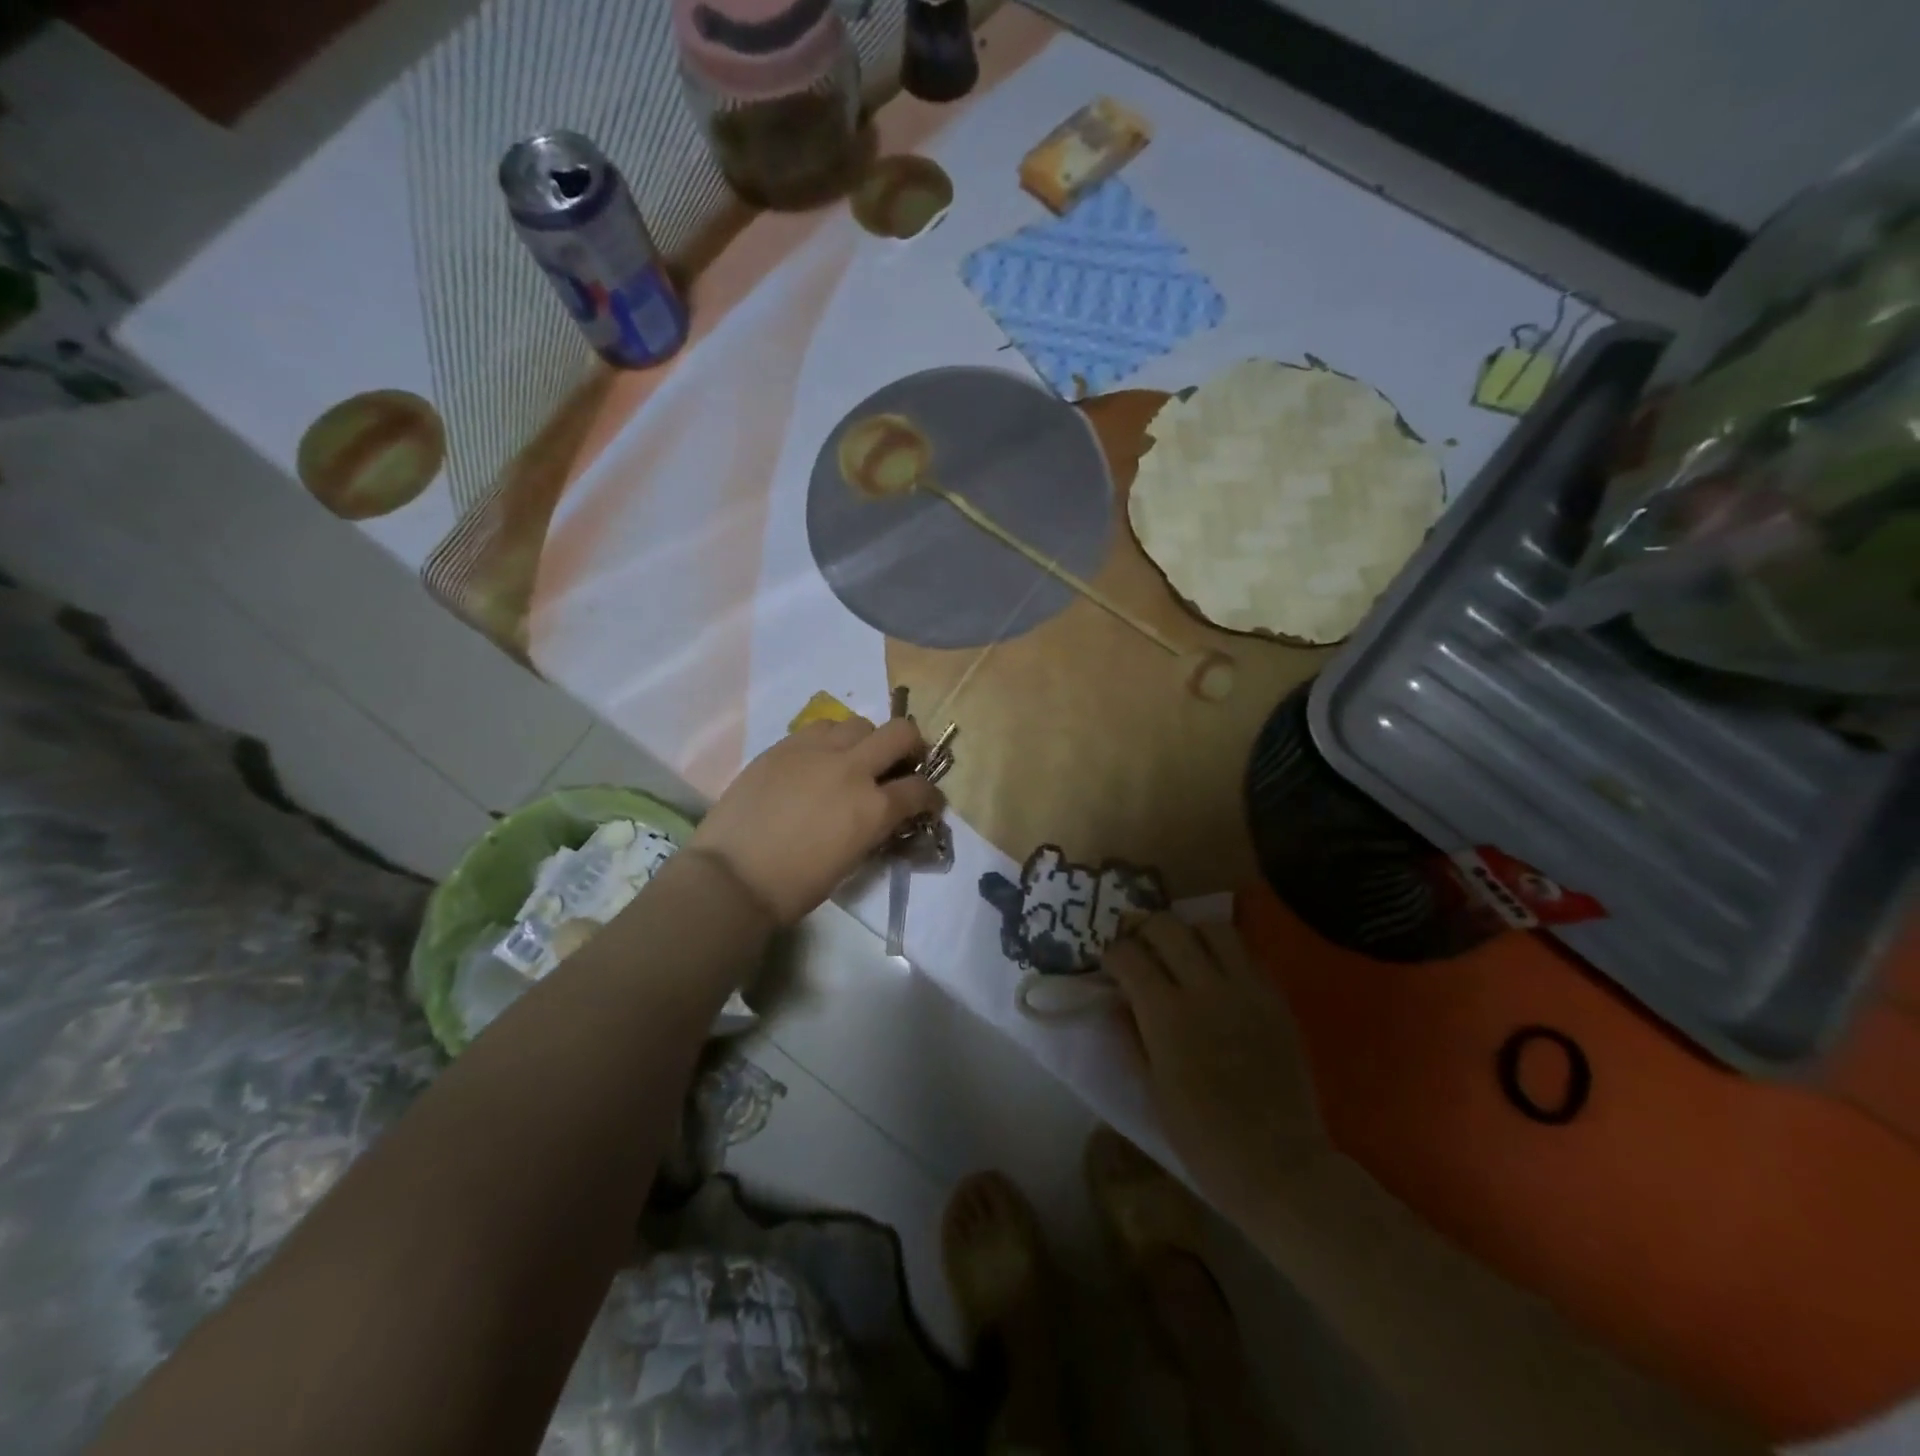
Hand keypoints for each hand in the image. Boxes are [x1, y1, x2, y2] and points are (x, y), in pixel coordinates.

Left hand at [690, 717, 942, 925]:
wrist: (732, 876)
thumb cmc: (795, 885)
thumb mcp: (851, 860)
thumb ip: (875, 828)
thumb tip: (884, 815)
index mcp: (873, 808)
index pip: (920, 789)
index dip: (931, 796)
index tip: (927, 803)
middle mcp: (852, 769)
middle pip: (901, 733)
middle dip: (912, 746)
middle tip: (902, 763)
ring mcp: (816, 751)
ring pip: (859, 723)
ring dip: (867, 740)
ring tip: (854, 760)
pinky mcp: (785, 745)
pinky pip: (820, 728)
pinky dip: (831, 740)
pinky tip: (819, 760)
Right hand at [1107, 915, 1326, 1221]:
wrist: (1279, 1167)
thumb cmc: (1202, 1138)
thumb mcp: (1152, 1088)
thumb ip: (1132, 1034)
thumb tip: (1118, 998)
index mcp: (1167, 1016)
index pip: (1128, 955)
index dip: (1112, 954)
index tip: (1111, 965)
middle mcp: (1206, 989)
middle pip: (1167, 926)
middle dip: (1144, 930)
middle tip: (1140, 949)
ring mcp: (1247, 990)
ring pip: (1212, 927)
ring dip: (1189, 934)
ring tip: (1183, 955)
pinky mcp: (1276, 999)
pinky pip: (1246, 954)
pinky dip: (1224, 954)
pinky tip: (1217, 977)